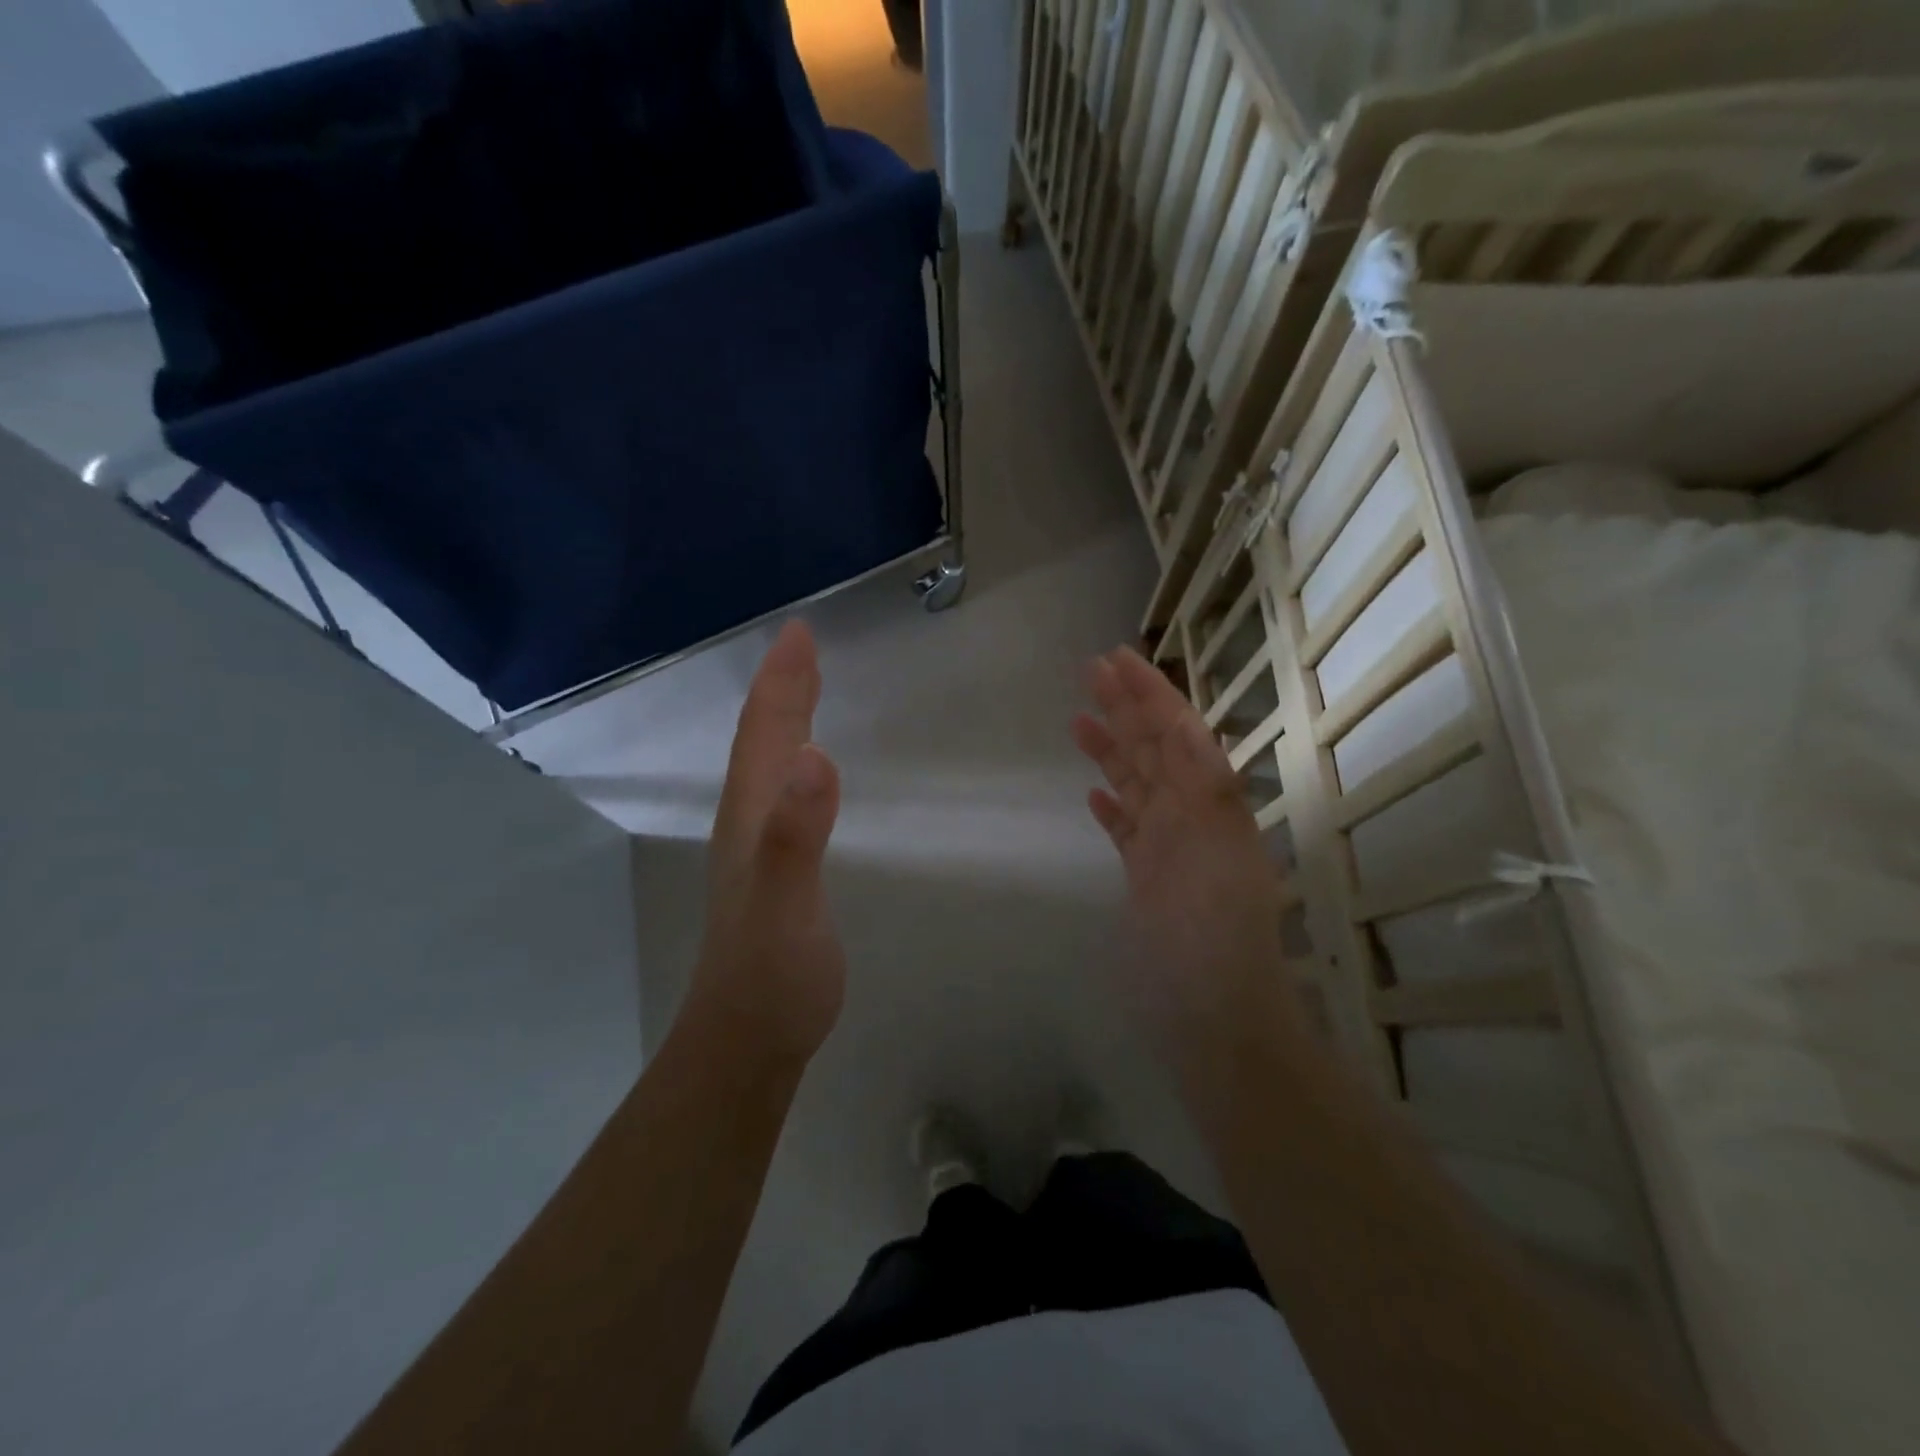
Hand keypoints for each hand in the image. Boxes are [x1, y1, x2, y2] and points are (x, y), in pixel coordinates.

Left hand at [687, 621, 844, 1065]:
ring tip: (803, 687)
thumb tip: (813, 755)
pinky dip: (793, 761)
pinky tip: (804, 770)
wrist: (749, 1039)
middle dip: (782, 687)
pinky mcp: (774, 870)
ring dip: (784, 718)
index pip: (765, 733)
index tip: (800, 632)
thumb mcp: (786, 904)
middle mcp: (749, 820)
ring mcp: (758, 847)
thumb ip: (795, 834)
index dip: (783, 681)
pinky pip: (782, 794)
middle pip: (762, 740)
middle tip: (802, 644)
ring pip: (767, 764)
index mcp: (752, 814)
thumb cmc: (773, 973)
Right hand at [1071, 646, 1296, 1079]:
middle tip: (1090, 670)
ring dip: (1111, 750)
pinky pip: (1127, 831)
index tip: (1117, 659)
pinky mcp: (1148, 881)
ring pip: (1136, 786)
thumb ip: (1203, 792)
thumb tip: (1188, 733)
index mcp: (1210, 806)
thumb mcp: (1216, 856)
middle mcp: (1191, 818)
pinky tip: (1092, 793)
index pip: (1178, 734)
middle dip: (1126, 707)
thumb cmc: (1212, 939)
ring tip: (1077, 719)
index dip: (1151, 694)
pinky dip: (1112, 807)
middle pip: (1154, 751)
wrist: (1215, 1018)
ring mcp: (1168, 850)